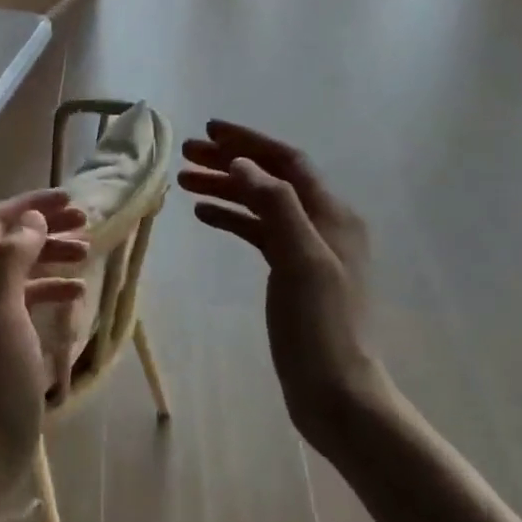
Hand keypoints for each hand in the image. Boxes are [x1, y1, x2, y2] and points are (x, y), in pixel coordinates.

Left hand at [0, 192, 88, 486]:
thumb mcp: (6, 313)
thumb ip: (15, 260)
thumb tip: (31, 218)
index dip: (30, 204)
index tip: (69, 198)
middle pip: (8, 241)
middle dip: (45, 227)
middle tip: (86, 223)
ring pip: (19, 268)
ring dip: (51, 255)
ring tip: (87, 252)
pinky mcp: (0, 336)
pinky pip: (26, 297)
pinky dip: (50, 288)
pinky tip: (76, 292)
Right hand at [178, 122, 388, 446]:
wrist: (337, 391)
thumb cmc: (320, 325)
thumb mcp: (301, 259)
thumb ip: (275, 205)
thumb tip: (241, 163)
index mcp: (332, 214)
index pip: (287, 161)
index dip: (248, 142)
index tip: (208, 130)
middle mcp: (322, 223)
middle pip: (271, 178)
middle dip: (230, 161)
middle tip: (186, 154)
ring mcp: (307, 249)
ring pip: (261, 204)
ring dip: (226, 188)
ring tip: (184, 181)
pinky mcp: (292, 273)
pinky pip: (259, 232)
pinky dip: (233, 218)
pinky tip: (205, 215)